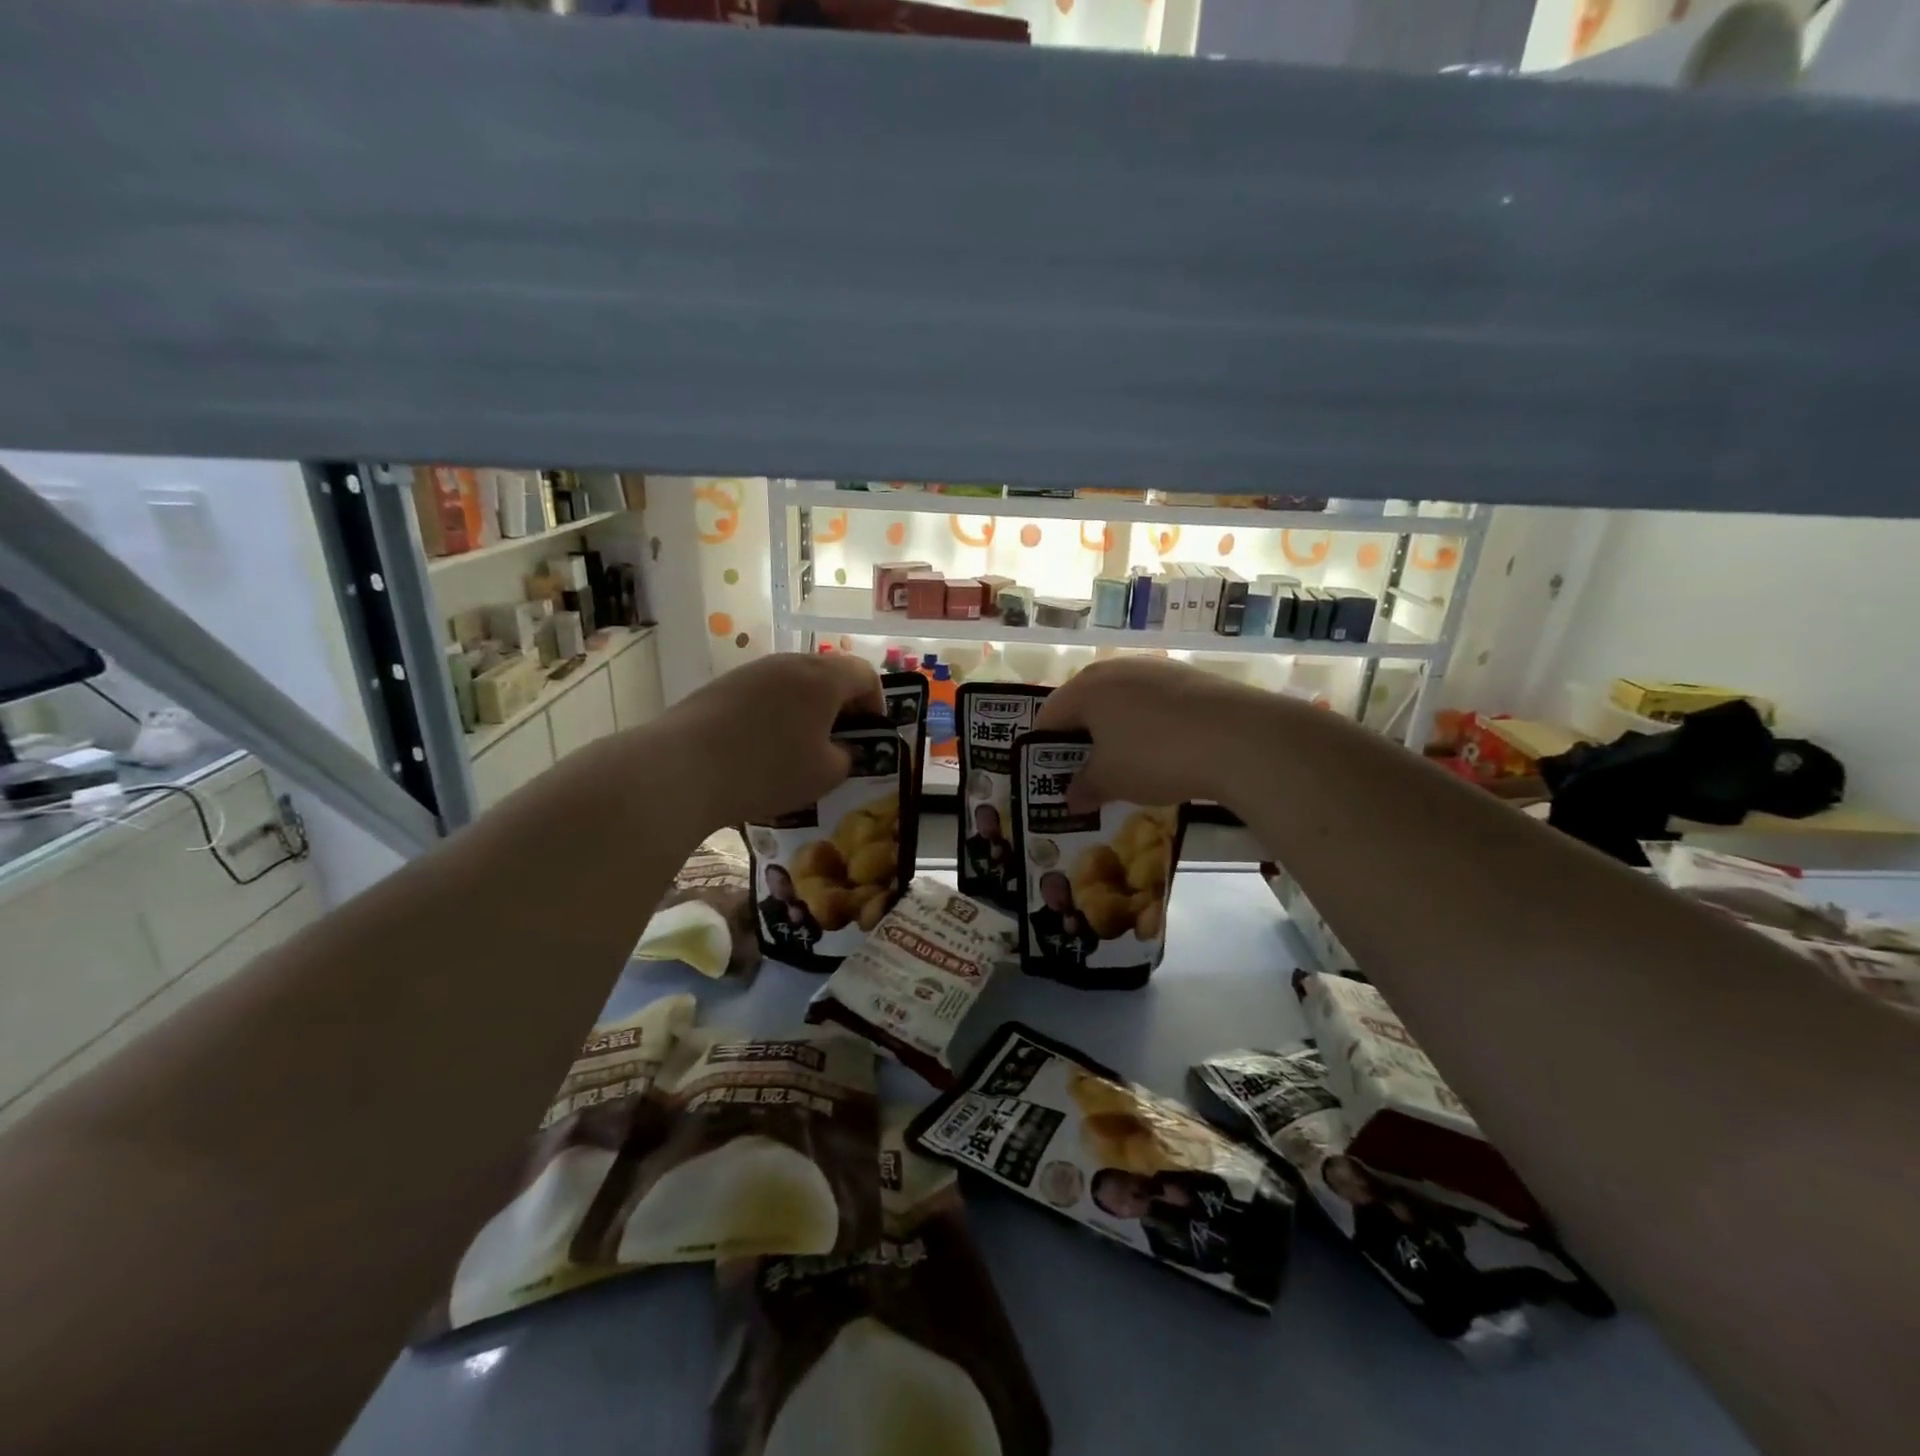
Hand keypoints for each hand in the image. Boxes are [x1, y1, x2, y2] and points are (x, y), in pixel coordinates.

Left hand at [654, 652, 883, 826]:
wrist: (682, 768)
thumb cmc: (768, 769)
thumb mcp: (825, 775)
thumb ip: (846, 757)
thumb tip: (840, 749)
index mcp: (823, 678)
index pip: (865, 674)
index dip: (876, 703)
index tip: (870, 734)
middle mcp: (789, 663)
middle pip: (828, 674)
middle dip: (840, 706)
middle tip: (839, 742)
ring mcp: (752, 671)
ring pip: (793, 683)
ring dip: (805, 710)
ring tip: (798, 748)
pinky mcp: (721, 686)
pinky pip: (763, 694)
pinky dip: (774, 714)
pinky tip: (760, 748)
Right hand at [1033, 658, 1257, 810]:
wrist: (1239, 738)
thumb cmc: (1155, 756)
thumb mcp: (1111, 781)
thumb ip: (1084, 787)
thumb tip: (1070, 797)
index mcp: (1085, 688)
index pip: (1048, 716)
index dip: (1043, 748)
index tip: (1050, 776)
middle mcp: (1115, 669)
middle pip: (1084, 704)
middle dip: (1081, 739)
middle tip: (1087, 773)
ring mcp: (1155, 669)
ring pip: (1121, 702)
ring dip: (1117, 731)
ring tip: (1128, 765)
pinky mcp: (1189, 677)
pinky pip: (1154, 703)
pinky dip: (1149, 725)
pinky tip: (1165, 751)